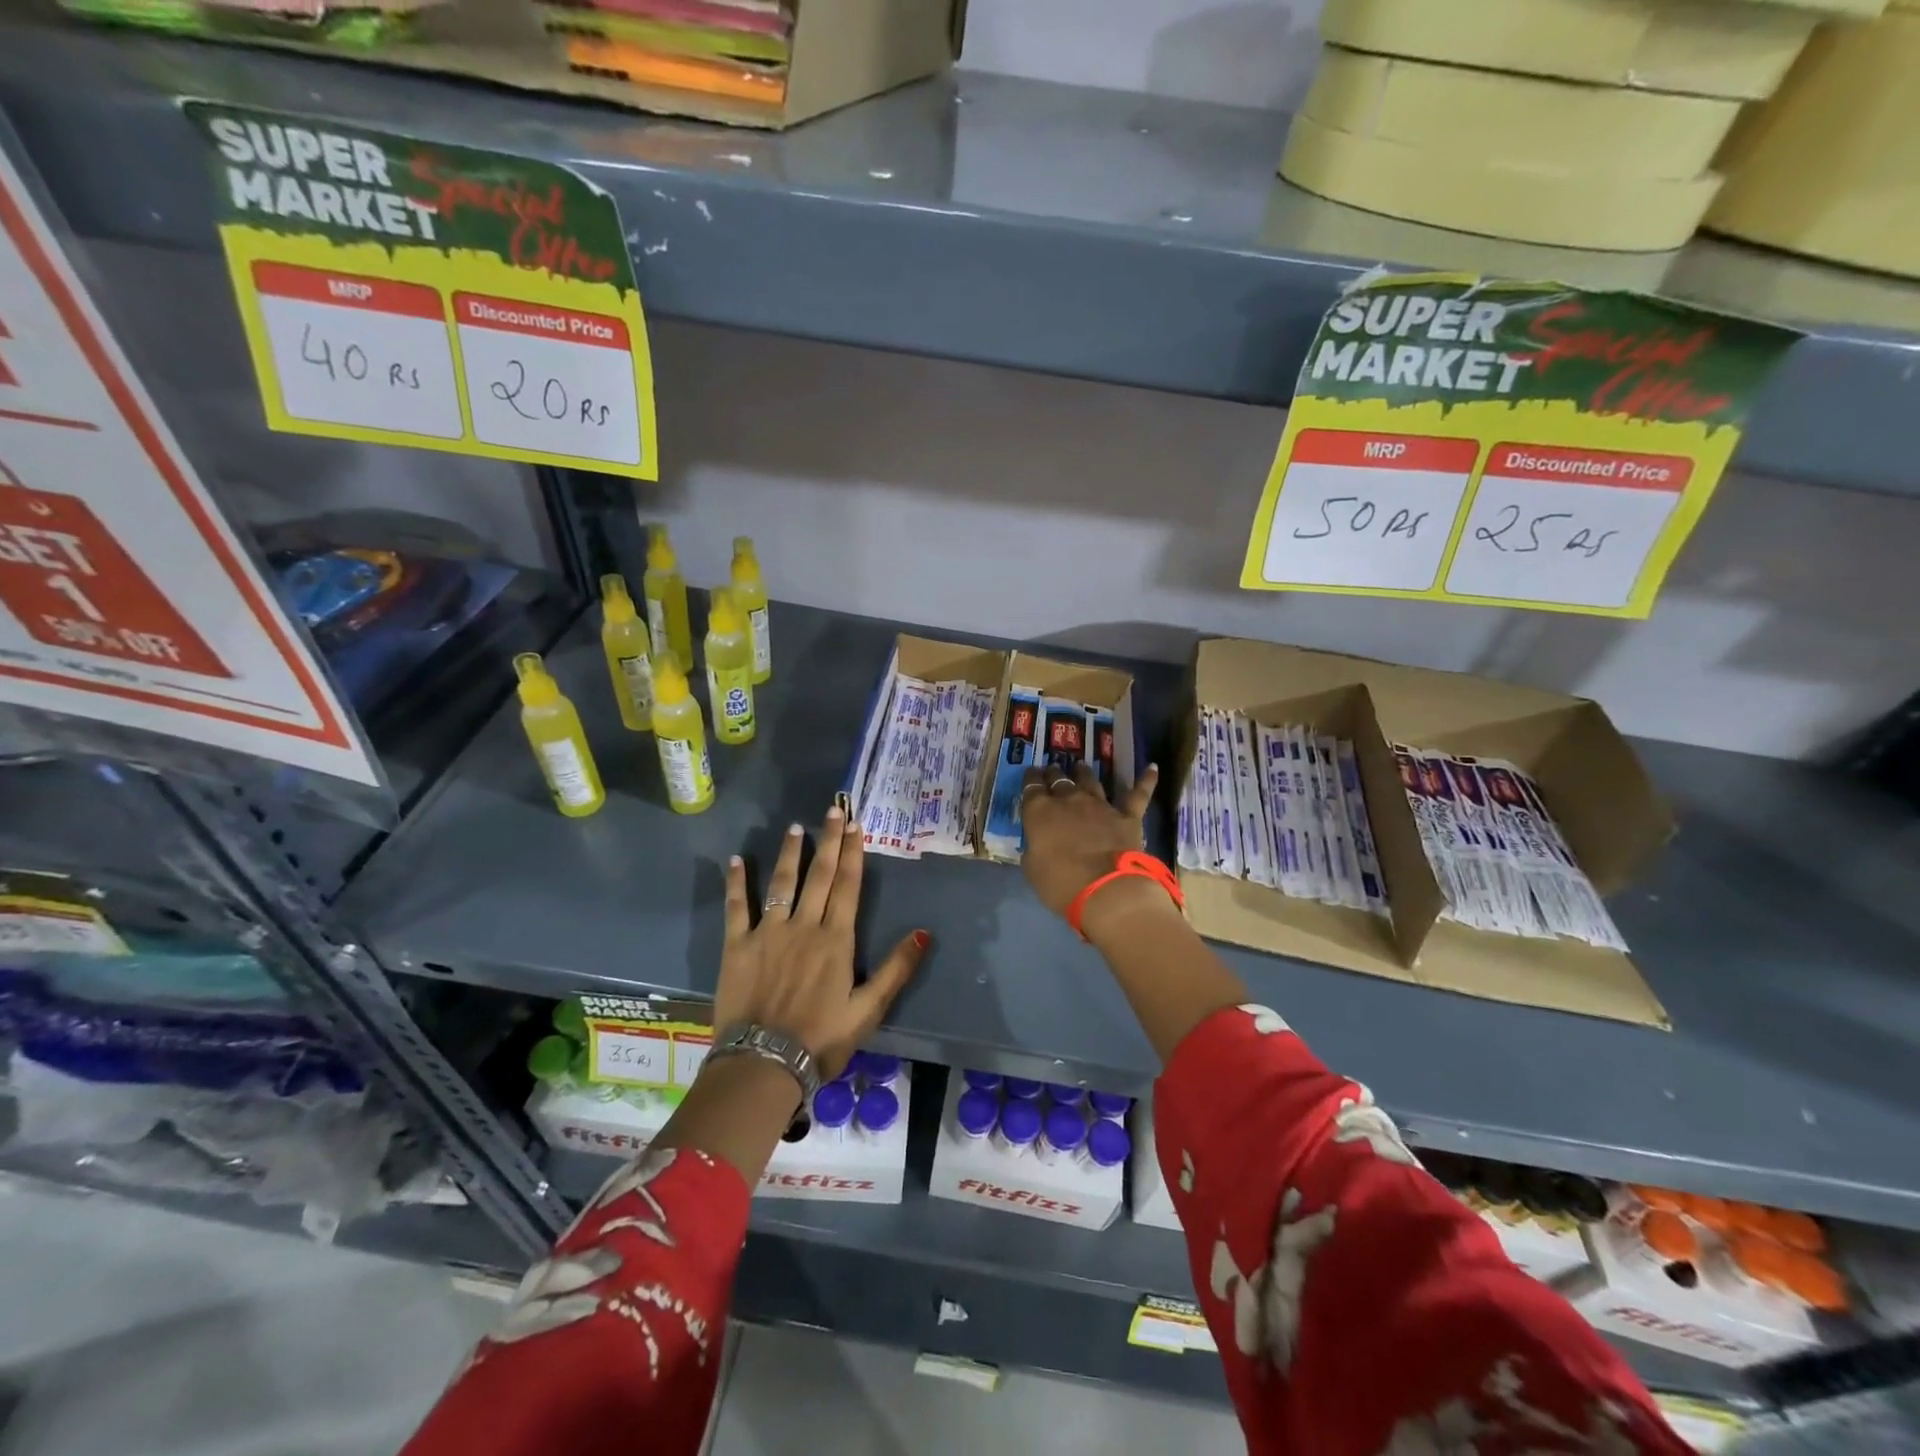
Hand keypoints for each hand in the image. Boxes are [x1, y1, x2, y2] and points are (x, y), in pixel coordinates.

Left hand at [714, 806, 928, 1078]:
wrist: (764, 1064)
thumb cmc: (821, 1039)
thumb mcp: (868, 1009)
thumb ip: (896, 969)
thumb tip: (923, 933)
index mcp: (836, 939)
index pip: (847, 886)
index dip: (853, 854)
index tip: (856, 825)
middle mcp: (803, 926)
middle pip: (819, 875)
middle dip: (828, 841)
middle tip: (833, 810)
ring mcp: (768, 932)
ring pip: (782, 883)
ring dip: (790, 853)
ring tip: (795, 828)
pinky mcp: (737, 945)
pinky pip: (737, 907)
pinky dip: (737, 883)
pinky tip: (736, 861)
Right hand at [1018, 761, 1160, 918]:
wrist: (1107, 891)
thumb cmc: (1061, 884)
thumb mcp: (1032, 869)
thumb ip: (1034, 849)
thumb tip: (1037, 843)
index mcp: (1040, 812)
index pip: (1032, 787)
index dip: (1031, 779)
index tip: (1031, 774)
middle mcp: (1069, 800)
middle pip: (1059, 779)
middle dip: (1054, 774)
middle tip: (1052, 770)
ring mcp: (1100, 805)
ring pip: (1090, 780)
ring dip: (1084, 772)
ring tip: (1080, 766)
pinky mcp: (1127, 816)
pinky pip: (1138, 794)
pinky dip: (1146, 780)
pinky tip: (1152, 767)